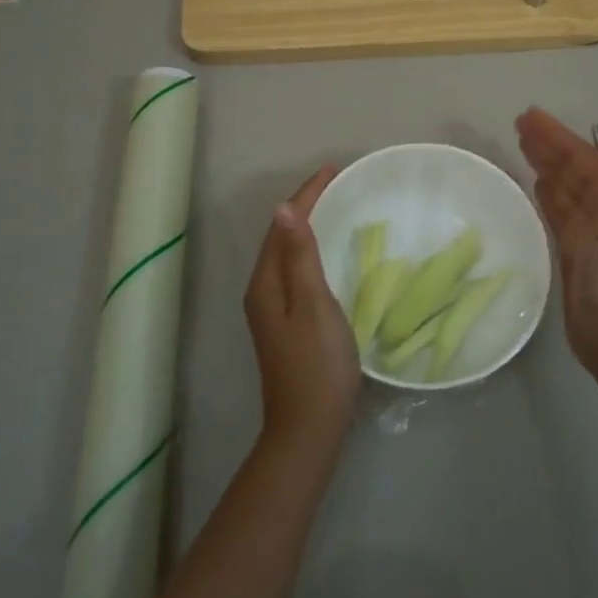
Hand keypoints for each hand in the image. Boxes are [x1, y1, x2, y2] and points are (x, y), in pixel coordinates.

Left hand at [244, 166, 360, 458]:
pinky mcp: (284, 323)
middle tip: (335, 182)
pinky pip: (293, 270)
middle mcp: (262, 291)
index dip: (307, 194)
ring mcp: (271, 309)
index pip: (283, 225)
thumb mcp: (313, 305)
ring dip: (305, 226)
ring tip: (331, 206)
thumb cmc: (317, 364)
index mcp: (266, 283)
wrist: (308, 428)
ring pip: (286, 253)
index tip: (333, 169)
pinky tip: (324, 253)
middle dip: (305, 205)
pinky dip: (308, 250)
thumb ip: (299, 256)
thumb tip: (283, 209)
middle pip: (280, 236)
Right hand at [516, 108, 597, 380]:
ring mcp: (586, 231)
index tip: (530, 115)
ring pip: (561, 187)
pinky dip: (546, 194)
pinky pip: (556, 211)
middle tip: (518, 122)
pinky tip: (534, 183)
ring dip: (544, 164)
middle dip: (548, 144)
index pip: (582, 157)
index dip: (558, 135)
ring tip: (521, 142)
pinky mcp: (570, 250)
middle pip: (570, 168)